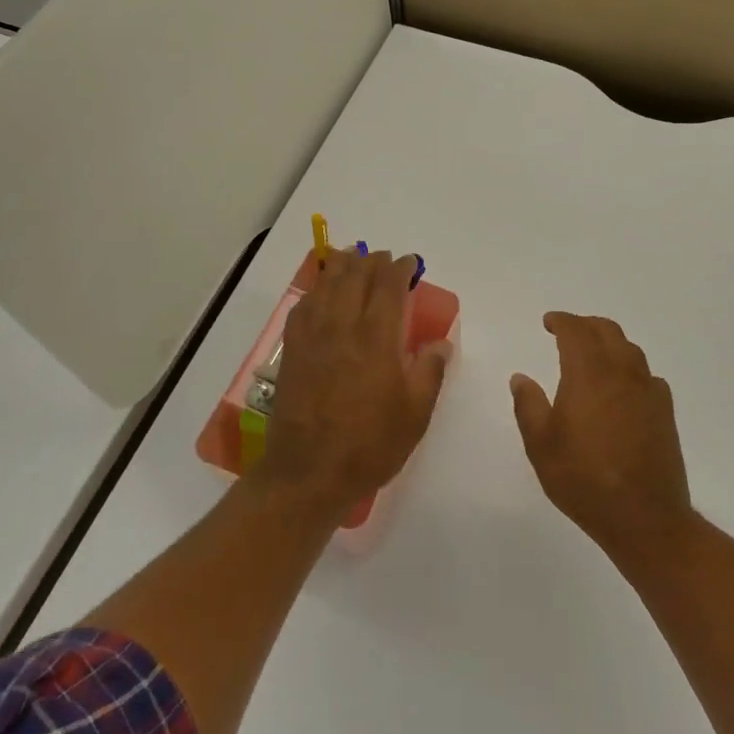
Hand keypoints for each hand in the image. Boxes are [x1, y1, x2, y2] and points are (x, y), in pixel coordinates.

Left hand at [252, 249, 449, 519]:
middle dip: (373, 261)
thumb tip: (440, 342)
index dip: (400, 267)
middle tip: (385, 262)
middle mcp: (343, 324)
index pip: (388, 284)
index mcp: (377, 337)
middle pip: (356, 274)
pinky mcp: (293, 347)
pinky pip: (305, 303)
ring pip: (327, 282)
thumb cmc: (369, 445)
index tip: (410, 263)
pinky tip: (323, 294)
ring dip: (344, 266)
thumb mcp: (415, 414)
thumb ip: (429, 371)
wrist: (308, 471)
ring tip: (354, 262)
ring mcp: (313, 334)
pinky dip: (318, 289)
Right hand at [511, 313, 693, 562]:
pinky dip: (631, 369)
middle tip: (568, 331)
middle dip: (586, 325)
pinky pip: (647, 375)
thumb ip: (528, 405)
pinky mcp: (665, 413)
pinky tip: (623, 387)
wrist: (645, 518)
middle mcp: (622, 373)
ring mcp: (648, 392)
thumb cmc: (584, 479)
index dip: (561, 321)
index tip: (548, 322)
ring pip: (631, 350)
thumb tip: (521, 377)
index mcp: (589, 374)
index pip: (576, 331)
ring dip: (610, 342)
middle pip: (607, 331)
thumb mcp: (541, 445)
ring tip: (594, 354)